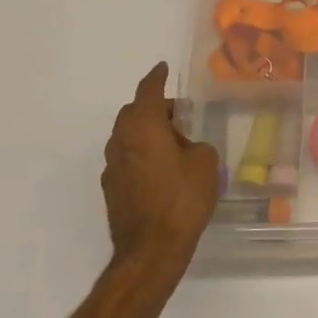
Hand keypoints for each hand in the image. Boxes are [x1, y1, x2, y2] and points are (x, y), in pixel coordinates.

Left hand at [103, 63, 219, 270]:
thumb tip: (185, 147)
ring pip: (127, 136)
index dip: (157, 77)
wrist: (151, 250)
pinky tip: (160, 168)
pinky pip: (126, 158)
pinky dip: (141, 153)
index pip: (148, 90)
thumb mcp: (205, 162)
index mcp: (144, 126)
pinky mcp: (111, 189)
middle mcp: (122, 140)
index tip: (163, 68)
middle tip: (177, 113)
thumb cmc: (182, 199)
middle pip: (133, 112)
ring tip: (172, 142)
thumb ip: (195, 144)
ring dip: (146, 131)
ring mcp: (112, 166)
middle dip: (153, 107)